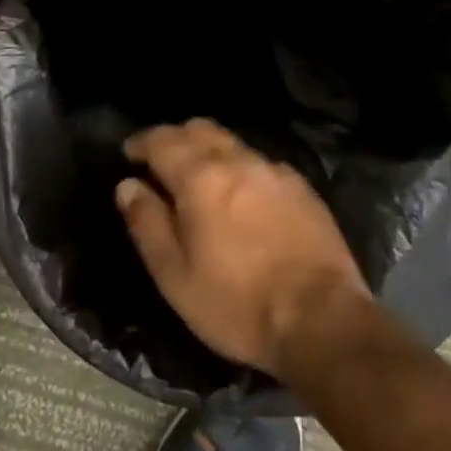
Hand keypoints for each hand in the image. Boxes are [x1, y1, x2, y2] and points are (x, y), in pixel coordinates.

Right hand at [116, 119, 369, 375]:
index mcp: (200, 177)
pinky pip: (261, 163)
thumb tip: (127, 186)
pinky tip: (244, 196)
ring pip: (232, 143)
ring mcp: (275, 171)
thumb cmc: (237, 304)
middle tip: (161, 160)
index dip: (141, 143)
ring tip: (201, 177)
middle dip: (175, 137)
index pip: (161, 140)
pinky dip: (241, 169)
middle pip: (199, 129)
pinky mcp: (303, 189)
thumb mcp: (175, 275)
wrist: (323, 321)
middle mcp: (237, 161)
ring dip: (210, 150)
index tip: (129, 153)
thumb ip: (147, 223)